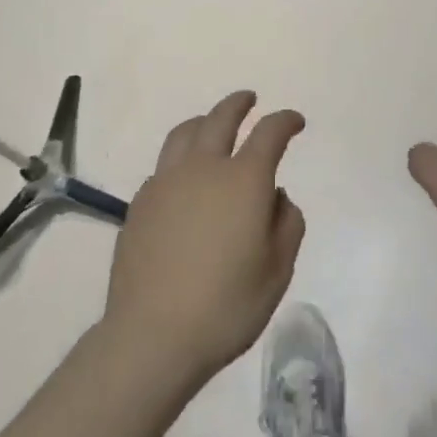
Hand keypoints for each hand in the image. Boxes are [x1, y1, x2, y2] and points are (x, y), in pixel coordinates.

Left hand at [103, 91, 306, 386]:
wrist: (151, 337)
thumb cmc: (225, 307)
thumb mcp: (277, 272)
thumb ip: (287, 225)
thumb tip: (275, 198)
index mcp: (244, 180)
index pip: (269, 132)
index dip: (286, 121)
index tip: (295, 121)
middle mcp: (204, 168)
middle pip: (221, 118)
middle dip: (239, 104)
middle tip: (249, 100)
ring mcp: (167, 182)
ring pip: (185, 132)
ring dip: (204, 120)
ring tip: (211, 124)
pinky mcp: (141, 203)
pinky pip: (164, 165)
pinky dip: (181, 158)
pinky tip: (184, 178)